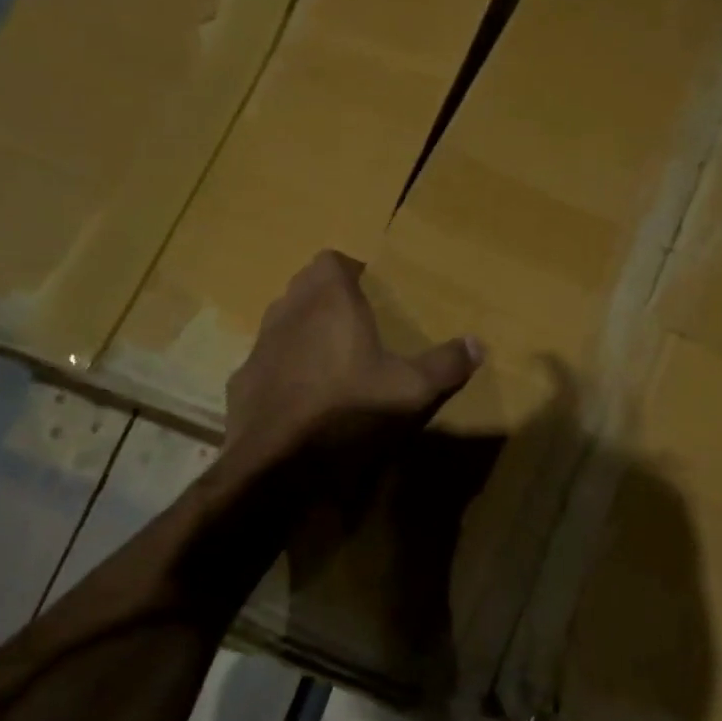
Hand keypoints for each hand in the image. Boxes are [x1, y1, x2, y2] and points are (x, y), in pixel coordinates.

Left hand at [224, 250, 482, 469]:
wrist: (275, 460)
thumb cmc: (346, 409)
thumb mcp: (408, 390)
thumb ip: (445, 364)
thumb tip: (478, 344)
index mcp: (329, 301)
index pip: (332, 260)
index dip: (351, 271)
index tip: (372, 292)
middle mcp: (289, 311)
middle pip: (306, 286)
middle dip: (328, 297)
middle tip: (358, 322)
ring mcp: (260, 344)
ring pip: (284, 320)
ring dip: (305, 329)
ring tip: (333, 357)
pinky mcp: (243, 378)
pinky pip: (268, 359)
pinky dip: (285, 366)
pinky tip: (303, 394)